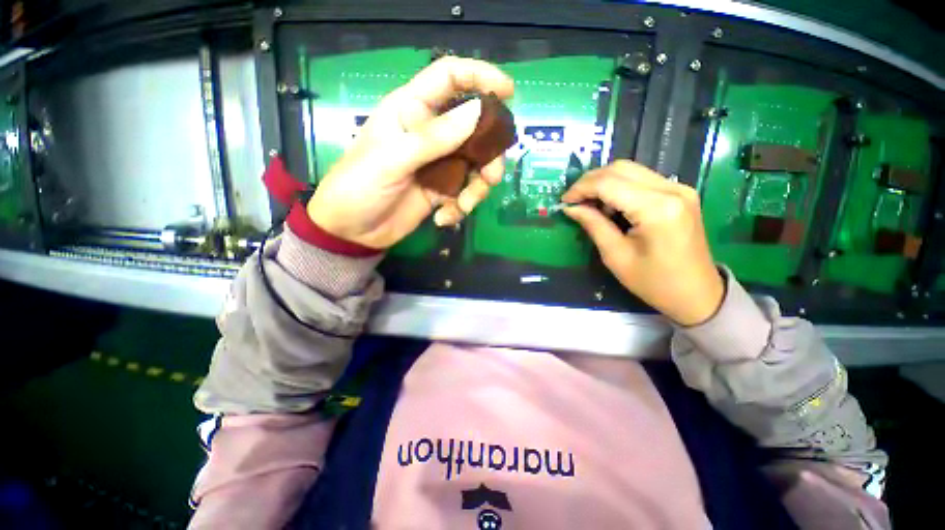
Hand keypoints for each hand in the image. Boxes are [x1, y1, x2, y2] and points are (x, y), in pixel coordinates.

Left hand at [307, 57, 514, 248]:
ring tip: (463, 206)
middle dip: (488, 154)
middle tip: (490, 177)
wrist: (352, 231)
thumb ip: (434, 138)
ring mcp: (438, 164)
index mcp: (411, 110)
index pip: (449, 78)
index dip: (479, 76)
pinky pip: (464, 192)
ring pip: (475, 165)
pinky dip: (460, 207)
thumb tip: (478, 112)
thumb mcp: (393, 160)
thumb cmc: (359, 186)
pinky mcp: (441, 190)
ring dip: (477, 188)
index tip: (508, 92)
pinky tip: (443, 219)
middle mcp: (429, 133)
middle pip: (474, 129)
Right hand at [561, 161, 723, 325]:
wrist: (697, 294)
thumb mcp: (616, 256)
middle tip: (573, 201)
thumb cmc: (654, 282)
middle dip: (590, 181)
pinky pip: (642, 179)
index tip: (564, 202)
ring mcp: (679, 188)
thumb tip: (571, 208)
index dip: (581, 189)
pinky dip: (619, 187)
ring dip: (604, 183)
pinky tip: (610, 205)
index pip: (609, 183)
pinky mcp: (680, 193)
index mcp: (656, 209)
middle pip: (620, 169)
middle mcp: (671, 189)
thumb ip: (593, 225)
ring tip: (589, 205)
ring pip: (630, 170)